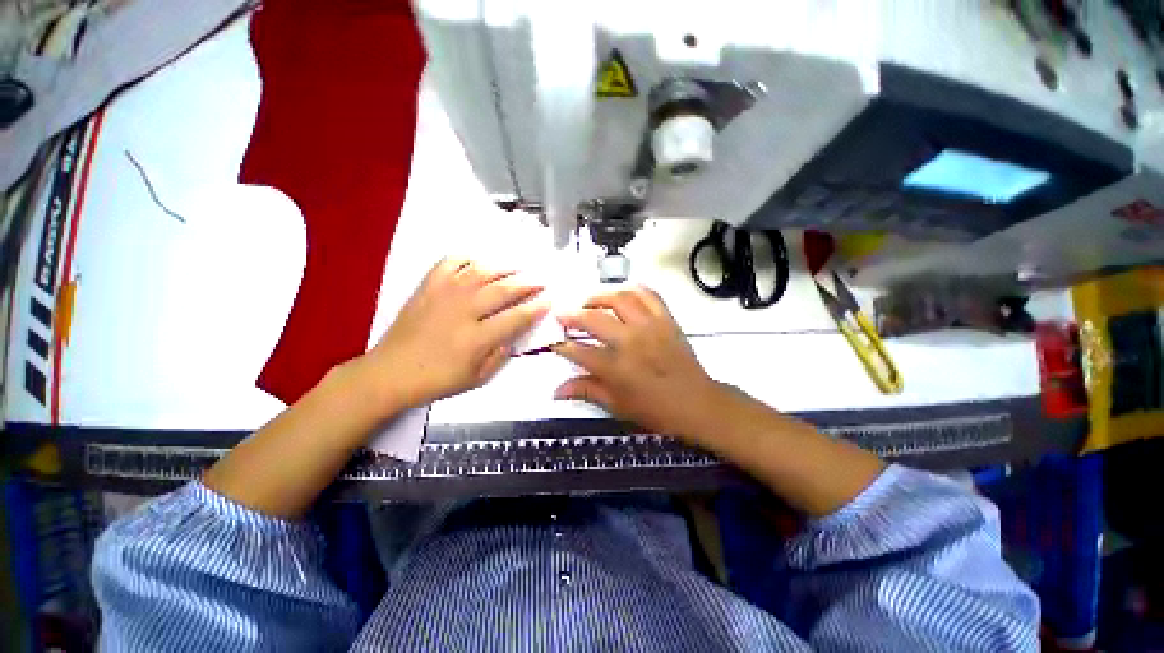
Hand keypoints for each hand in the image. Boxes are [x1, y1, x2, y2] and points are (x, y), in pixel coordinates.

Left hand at [364, 258, 548, 409]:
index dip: (536, 309)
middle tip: (541, 280)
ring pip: (481, 272)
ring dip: (504, 268)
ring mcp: (444, 294)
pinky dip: (468, 258)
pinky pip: (450, 262)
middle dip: (527, 284)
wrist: (390, 372)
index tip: (549, 301)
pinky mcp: (428, 286)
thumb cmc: (437, 380)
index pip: (515, 318)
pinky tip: (479, 262)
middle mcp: (464, 311)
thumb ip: (500, 356)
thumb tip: (513, 336)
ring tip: (519, 268)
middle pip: (502, 290)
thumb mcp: (477, 378)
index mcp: (476, 338)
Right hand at [553, 286, 726, 439]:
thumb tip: (556, 391)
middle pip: (594, 319)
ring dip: (599, 296)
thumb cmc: (655, 409)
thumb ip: (586, 391)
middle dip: (572, 315)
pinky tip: (621, 294)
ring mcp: (650, 326)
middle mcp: (631, 342)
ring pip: (620, 298)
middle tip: (563, 316)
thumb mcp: (617, 405)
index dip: (561, 346)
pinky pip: (648, 294)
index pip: (579, 352)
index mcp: (617, 368)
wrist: (696, 402)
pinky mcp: (666, 319)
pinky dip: (632, 289)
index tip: (553, 342)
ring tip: (589, 302)